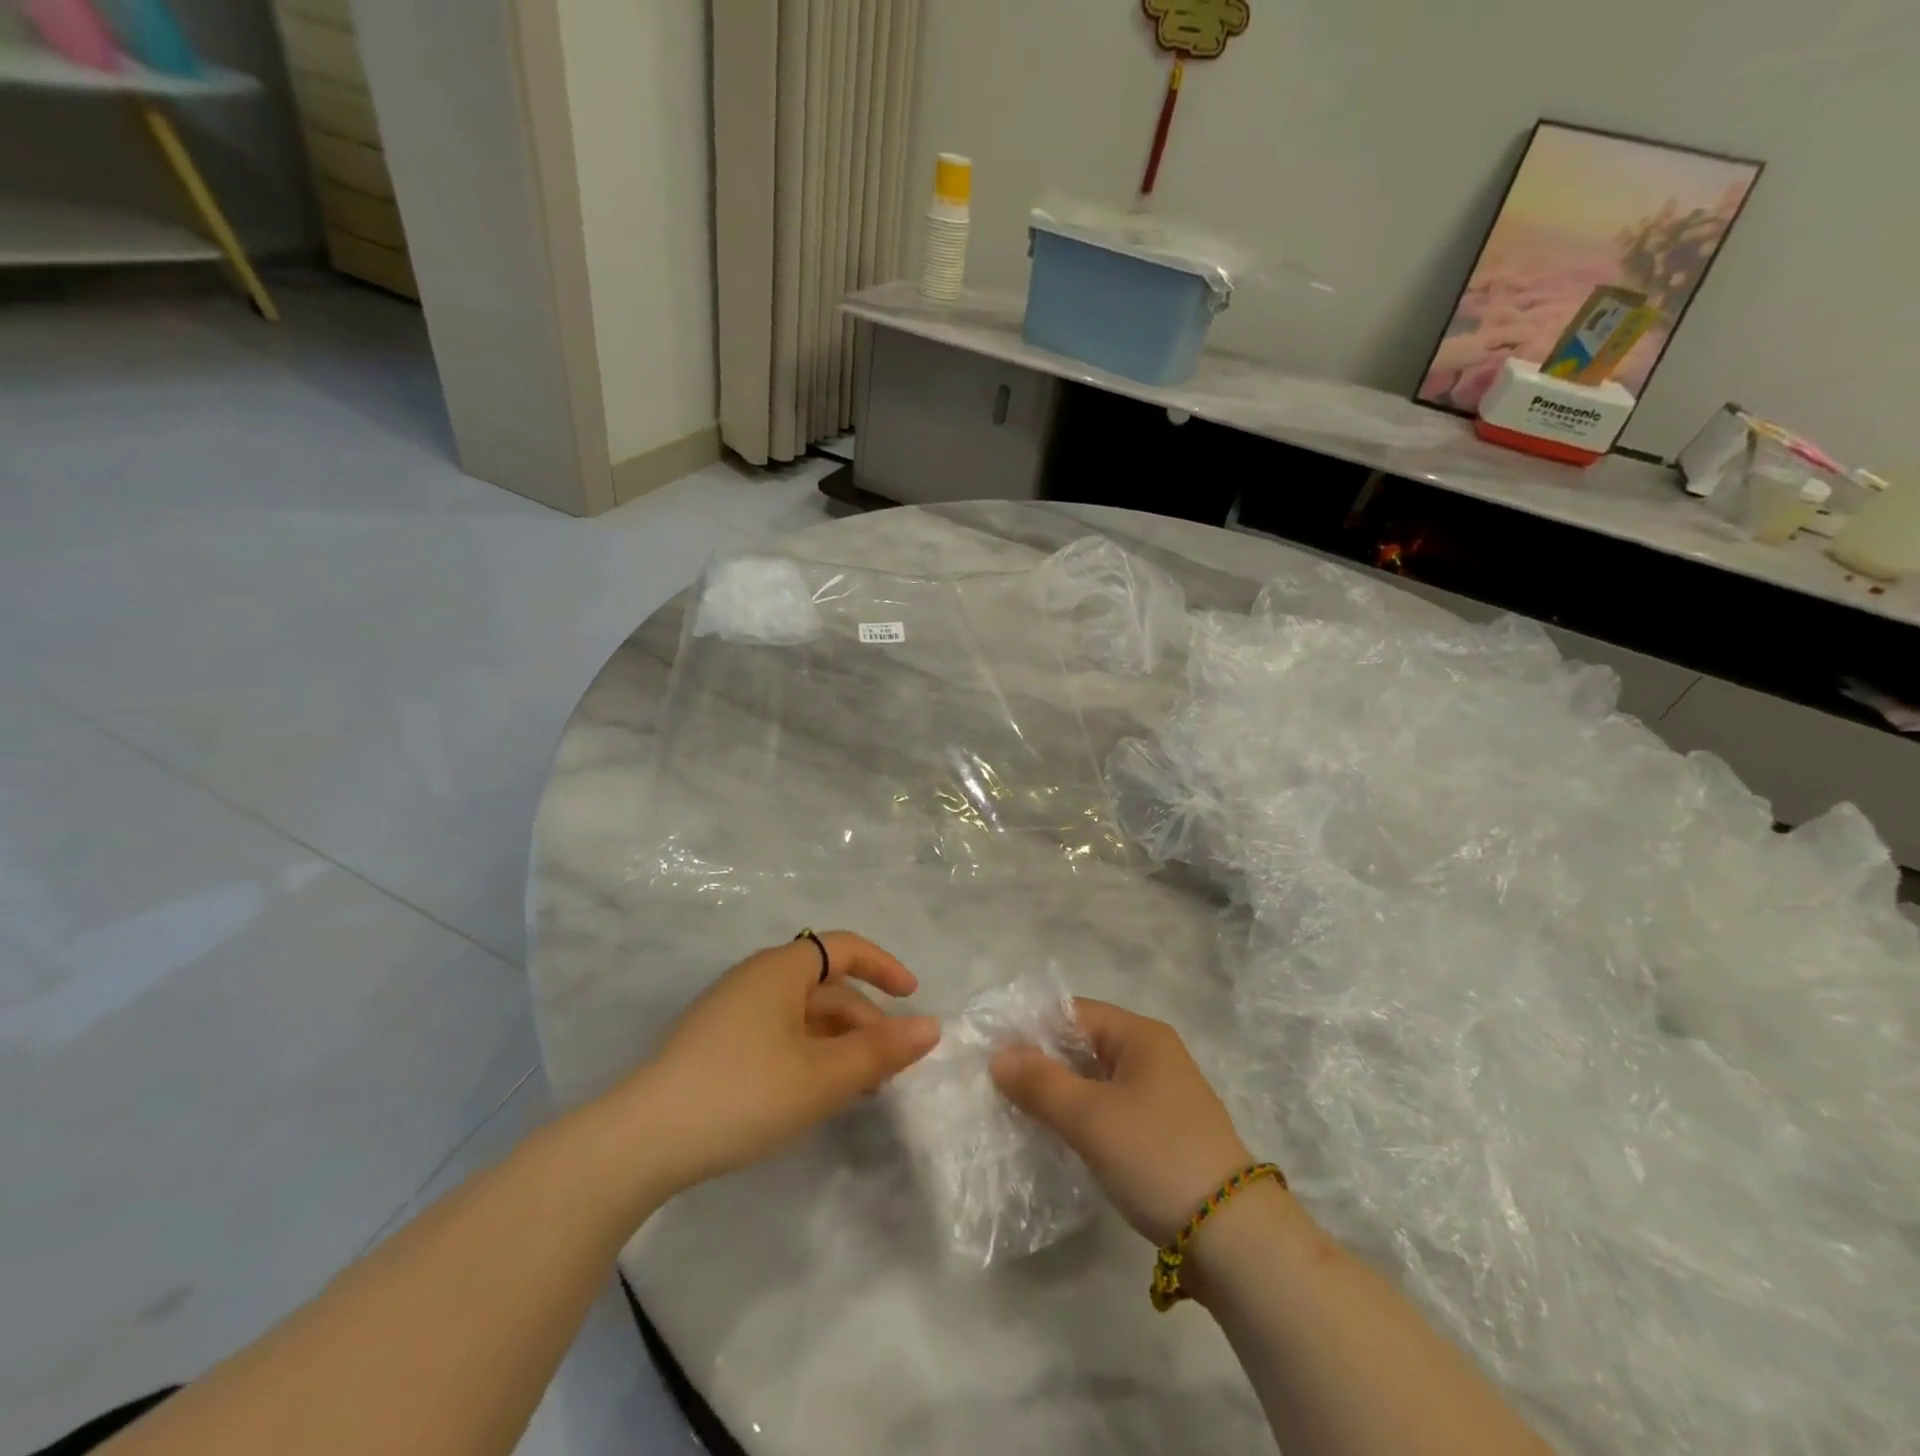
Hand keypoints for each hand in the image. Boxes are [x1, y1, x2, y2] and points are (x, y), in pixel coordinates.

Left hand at [629, 932, 939, 1194]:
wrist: (641, 1142)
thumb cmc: (742, 1093)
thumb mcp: (822, 1076)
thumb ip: (880, 1050)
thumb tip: (932, 1026)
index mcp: (780, 970)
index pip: (845, 947)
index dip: (884, 967)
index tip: (912, 996)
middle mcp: (756, 979)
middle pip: (825, 987)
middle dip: (864, 1021)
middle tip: (891, 1067)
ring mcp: (732, 1012)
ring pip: (802, 1016)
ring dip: (838, 1043)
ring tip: (861, 1088)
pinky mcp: (715, 1045)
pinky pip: (778, 1035)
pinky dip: (809, 1055)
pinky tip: (815, 1093)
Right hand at [992, 999, 1251, 1245]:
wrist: (1233, 1236)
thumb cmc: (1156, 1155)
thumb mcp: (1090, 1117)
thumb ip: (1041, 1083)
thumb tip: (999, 1056)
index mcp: (1140, 1035)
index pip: (1073, 1012)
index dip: (1030, 1027)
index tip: (991, 1051)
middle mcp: (1153, 1054)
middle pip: (1084, 1043)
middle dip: (1041, 1061)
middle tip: (997, 1084)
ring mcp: (1161, 1094)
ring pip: (1095, 1079)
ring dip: (1060, 1091)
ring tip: (1017, 1110)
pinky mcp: (1163, 1131)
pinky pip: (1110, 1107)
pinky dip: (1082, 1115)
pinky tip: (1057, 1136)